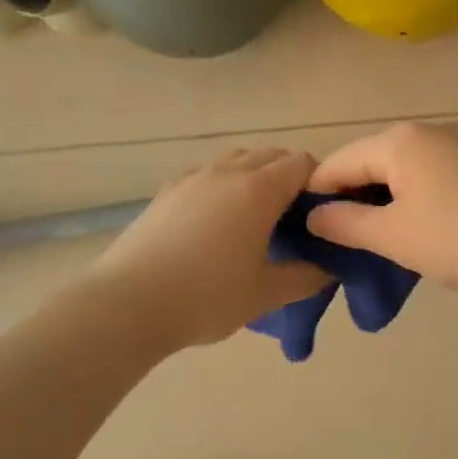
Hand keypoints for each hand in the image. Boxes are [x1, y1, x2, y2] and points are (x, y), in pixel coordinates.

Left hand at [93, 148, 330, 348]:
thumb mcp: (266, 294)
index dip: (319, 183)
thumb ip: (306, 277)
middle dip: (290, 177)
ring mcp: (192, 178)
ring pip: (236, 160)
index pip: (303, 164)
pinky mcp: (166, 192)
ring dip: (256, 177)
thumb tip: (329, 268)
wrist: (128, 304)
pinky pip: (208, 175)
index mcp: (259, 190)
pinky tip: (217, 224)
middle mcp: (227, 172)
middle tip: (295, 219)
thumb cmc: (207, 297)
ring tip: (257, 219)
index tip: (322, 215)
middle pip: (271, 155)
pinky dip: (224, 186)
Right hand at [305, 122, 457, 295]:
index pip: (338, 162)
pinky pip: (432, 174)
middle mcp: (427, 131)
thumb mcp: (392, 236)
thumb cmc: (457, 237)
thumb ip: (344, 224)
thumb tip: (314, 216)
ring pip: (403, 168)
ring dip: (384, 198)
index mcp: (398, 141)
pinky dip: (415, 196)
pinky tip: (421, 225)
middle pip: (371, 160)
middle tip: (342, 238)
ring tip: (379, 237)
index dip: (316, 194)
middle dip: (352, 196)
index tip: (305, 228)